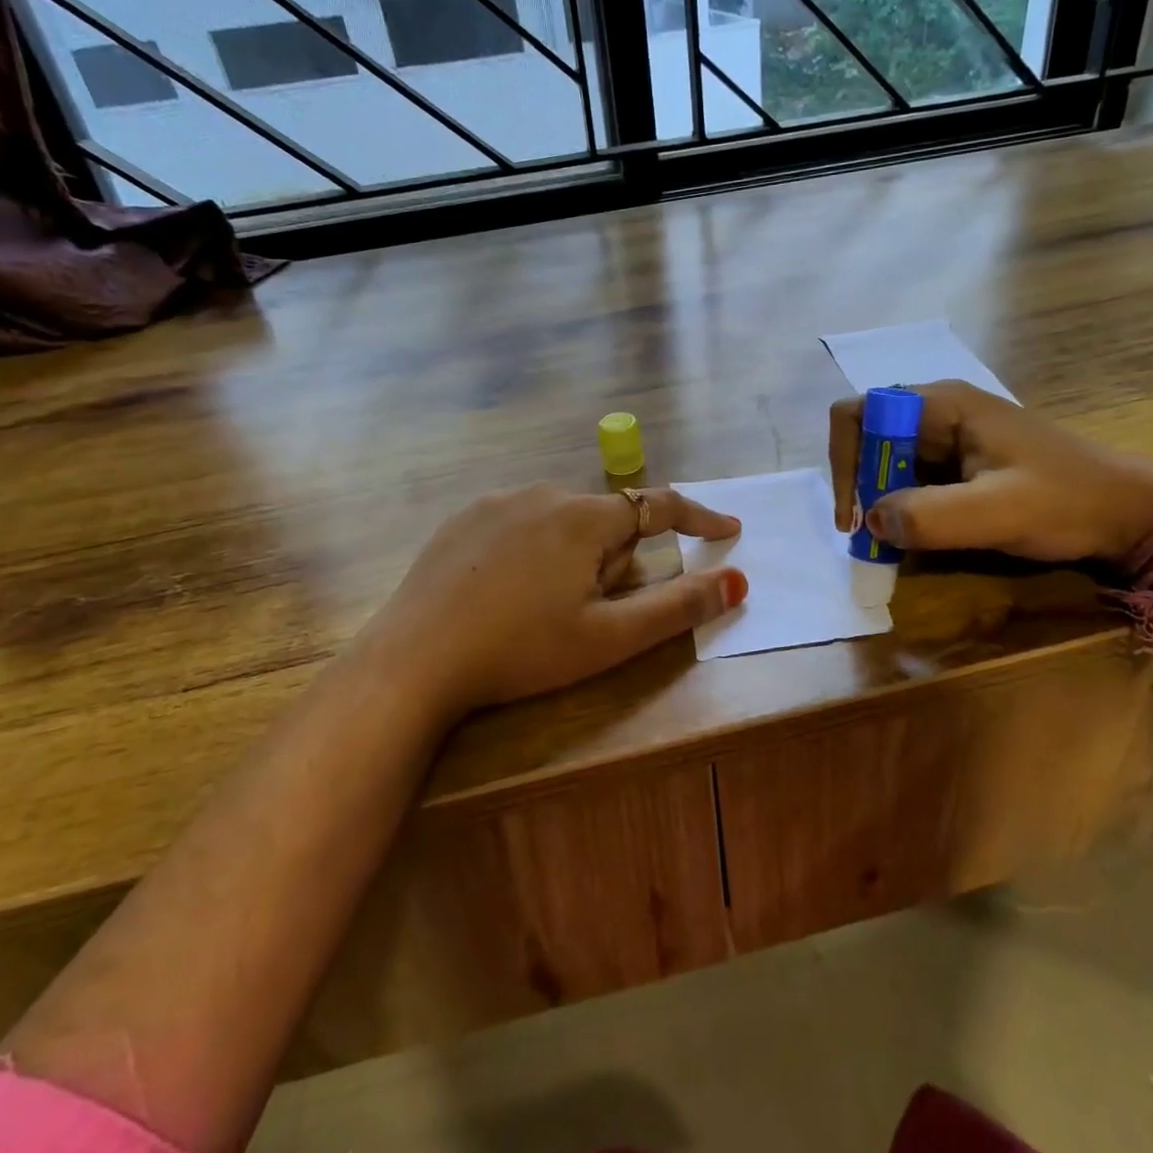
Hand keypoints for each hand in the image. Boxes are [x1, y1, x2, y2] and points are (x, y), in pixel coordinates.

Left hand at [358, 483, 746, 715]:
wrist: (414, 659)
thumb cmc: (522, 650)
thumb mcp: (609, 637)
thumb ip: (678, 606)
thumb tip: (737, 581)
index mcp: (584, 518)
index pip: (658, 505)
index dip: (698, 517)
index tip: (727, 528)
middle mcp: (543, 494)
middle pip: (606, 521)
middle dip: (615, 560)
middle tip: (589, 613)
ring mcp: (497, 502)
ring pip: (562, 522)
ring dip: (573, 555)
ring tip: (542, 609)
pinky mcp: (463, 519)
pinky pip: (520, 523)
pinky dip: (531, 550)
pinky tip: (504, 593)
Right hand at [829, 381, 1152, 563]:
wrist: (1131, 514)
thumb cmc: (1067, 502)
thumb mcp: (999, 511)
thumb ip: (930, 516)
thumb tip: (872, 522)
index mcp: (942, 404)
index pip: (858, 414)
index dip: (845, 461)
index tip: (857, 516)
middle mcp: (938, 412)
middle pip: (868, 438)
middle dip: (861, 486)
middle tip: (874, 535)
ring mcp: (951, 437)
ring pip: (887, 460)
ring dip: (880, 500)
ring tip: (893, 541)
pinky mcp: (961, 462)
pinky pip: (911, 477)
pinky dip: (902, 506)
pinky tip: (917, 534)